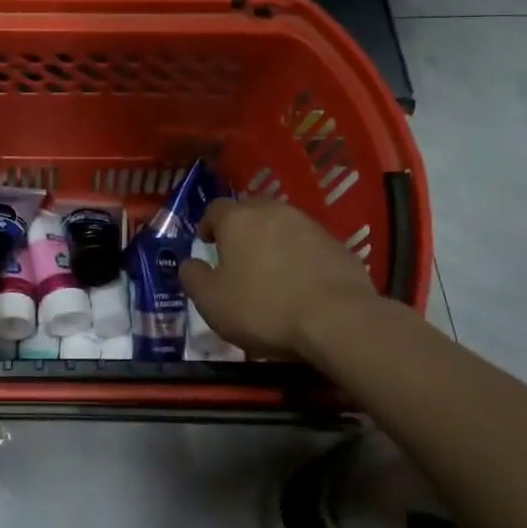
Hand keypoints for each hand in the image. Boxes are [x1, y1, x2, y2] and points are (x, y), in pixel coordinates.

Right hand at [181, 198, 413, 360]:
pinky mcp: (337, 244)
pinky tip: (301, 282)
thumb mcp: (212, 302)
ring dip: (273, 240)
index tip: (207, 244)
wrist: (338, 319)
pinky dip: (300, 255)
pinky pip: (309, 243)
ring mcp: (309, 225)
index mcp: (238, 219)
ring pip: (282, 224)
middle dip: (242, 227)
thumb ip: (193, 278)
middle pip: (251, 210)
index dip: (208, 224)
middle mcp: (273, 211)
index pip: (215, 208)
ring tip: (271, 269)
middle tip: (238, 254)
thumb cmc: (264, 308)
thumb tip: (189, 264)